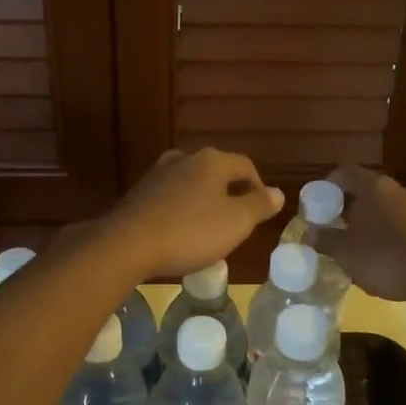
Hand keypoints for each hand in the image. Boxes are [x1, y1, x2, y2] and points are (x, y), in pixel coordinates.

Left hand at [98, 148, 284, 280]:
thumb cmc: (190, 232)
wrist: (127, 245)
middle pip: (217, 173)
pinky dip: (181, 212)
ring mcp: (157, 175)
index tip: (261, 213)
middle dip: (230, 195)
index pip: (245, 166)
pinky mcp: (138, 195)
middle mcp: (183, 159)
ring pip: (192, 185)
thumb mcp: (236, 222)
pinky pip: (170, 200)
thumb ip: (259, 205)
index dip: (258, 188)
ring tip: (209, 231)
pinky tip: (180, 234)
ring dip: (204, 204)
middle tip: (236, 223)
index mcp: (211, 160)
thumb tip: (278, 193)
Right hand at [321, 165, 405, 302]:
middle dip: (349, 207)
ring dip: (370, 222)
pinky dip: (389, 235)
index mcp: (374, 187)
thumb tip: (309, 234)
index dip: (328, 184)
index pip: (345, 172)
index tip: (317, 202)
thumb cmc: (384, 257)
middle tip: (333, 226)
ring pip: (386, 208)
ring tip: (356, 245)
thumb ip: (325, 240)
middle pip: (367, 190)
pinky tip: (382, 258)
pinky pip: (403, 225)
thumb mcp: (345, 252)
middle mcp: (398, 189)